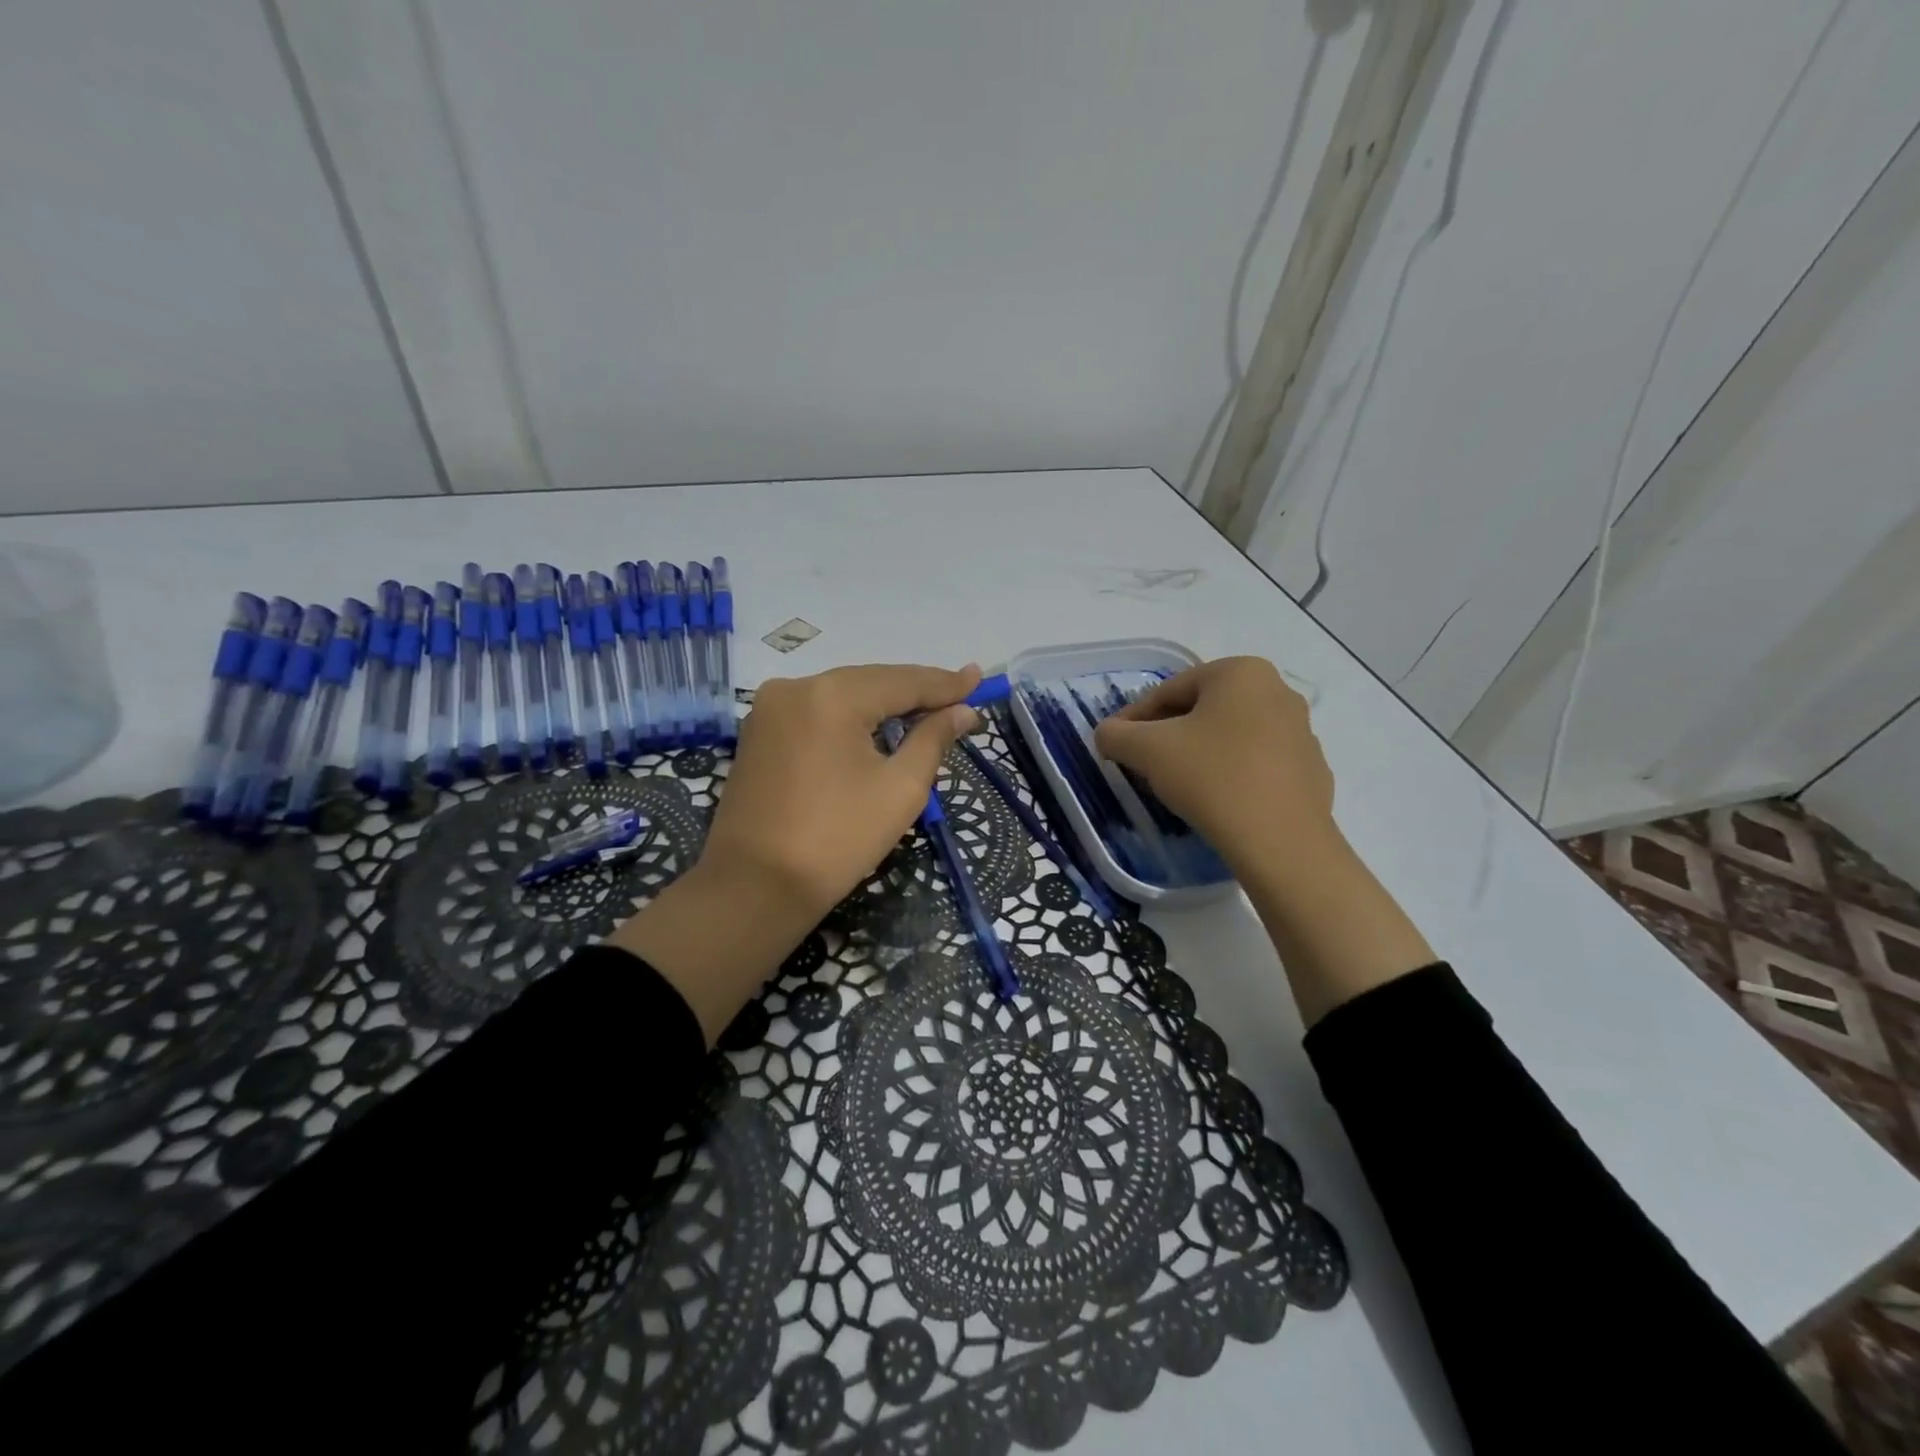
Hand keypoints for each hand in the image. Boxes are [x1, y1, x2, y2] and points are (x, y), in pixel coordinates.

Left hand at [704, 663, 983, 920]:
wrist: (754, 888)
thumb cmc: (837, 840)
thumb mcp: (900, 790)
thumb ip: (933, 740)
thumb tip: (962, 711)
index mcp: (832, 695)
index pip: (902, 681)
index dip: (945, 683)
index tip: (979, 678)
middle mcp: (795, 687)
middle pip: (870, 682)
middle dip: (915, 691)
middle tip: (959, 694)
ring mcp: (770, 709)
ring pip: (842, 695)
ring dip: (883, 704)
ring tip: (926, 709)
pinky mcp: (758, 732)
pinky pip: (817, 713)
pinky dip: (851, 718)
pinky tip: (876, 726)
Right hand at [1093, 656, 1336, 872]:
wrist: (1281, 840)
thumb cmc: (1211, 777)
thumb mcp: (1147, 750)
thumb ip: (1116, 734)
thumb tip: (1107, 734)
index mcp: (1241, 672)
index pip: (1170, 690)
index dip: (1134, 718)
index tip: (1115, 744)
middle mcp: (1278, 691)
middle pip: (1203, 710)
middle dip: (1168, 734)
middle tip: (1142, 763)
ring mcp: (1301, 732)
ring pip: (1231, 736)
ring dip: (1199, 753)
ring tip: (1177, 785)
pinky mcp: (1312, 771)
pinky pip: (1258, 763)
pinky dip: (1231, 774)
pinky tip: (1216, 801)